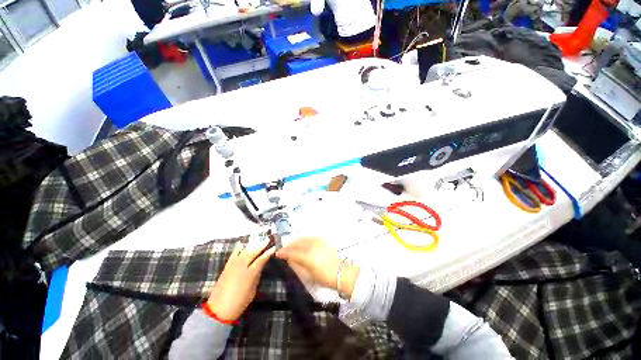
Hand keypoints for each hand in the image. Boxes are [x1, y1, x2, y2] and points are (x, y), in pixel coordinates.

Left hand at [207, 239, 275, 321]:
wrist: (218, 310)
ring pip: (244, 251)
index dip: (268, 253)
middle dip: (261, 245)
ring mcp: (232, 265)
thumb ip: (256, 276)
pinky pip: (233, 254)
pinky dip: (237, 248)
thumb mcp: (252, 291)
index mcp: (250, 273)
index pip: (261, 259)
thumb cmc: (239, 303)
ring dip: (252, 245)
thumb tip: (260, 266)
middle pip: (252, 252)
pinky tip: (241, 243)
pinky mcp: (226, 267)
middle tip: (267, 239)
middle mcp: (241, 266)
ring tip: (258, 240)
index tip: (274, 247)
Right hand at [275, 237, 359, 297]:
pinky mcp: (323, 241)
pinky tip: (302, 243)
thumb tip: (289, 260)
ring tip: (291, 246)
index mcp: (307, 256)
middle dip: (289, 245)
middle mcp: (312, 246)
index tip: (277, 253)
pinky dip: (304, 239)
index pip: (291, 252)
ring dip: (295, 241)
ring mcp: (318, 241)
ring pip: (303, 238)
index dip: (283, 252)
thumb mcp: (308, 275)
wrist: (341, 272)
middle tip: (283, 249)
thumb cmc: (324, 277)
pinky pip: (310, 237)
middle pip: (297, 243)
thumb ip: (297, 265)